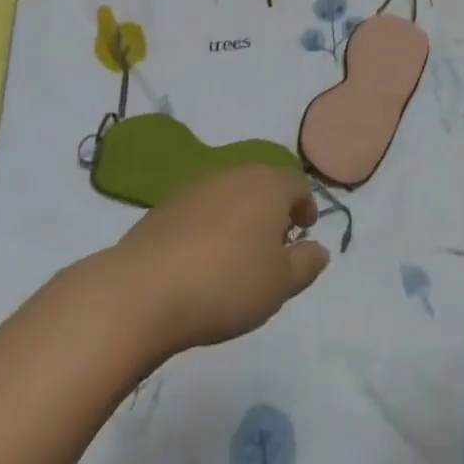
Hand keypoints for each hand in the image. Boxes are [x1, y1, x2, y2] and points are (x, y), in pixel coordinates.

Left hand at [102, 166, 329, 362]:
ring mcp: (197, 185)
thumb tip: (319, 248)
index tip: (303, 232)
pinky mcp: (166, 204)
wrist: (144, 290)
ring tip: (237, 255)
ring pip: (231, 194)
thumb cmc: (226, 284)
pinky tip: (202, 260)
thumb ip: (306, 264)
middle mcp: (236, 173)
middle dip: (273, 210)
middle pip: (263, 184)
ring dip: (240, 216)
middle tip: (273, 246)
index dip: (306, 206)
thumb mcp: (280, 285)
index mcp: (269, 185)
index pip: (298, 184)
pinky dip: (210, 226)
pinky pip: (201, 209)